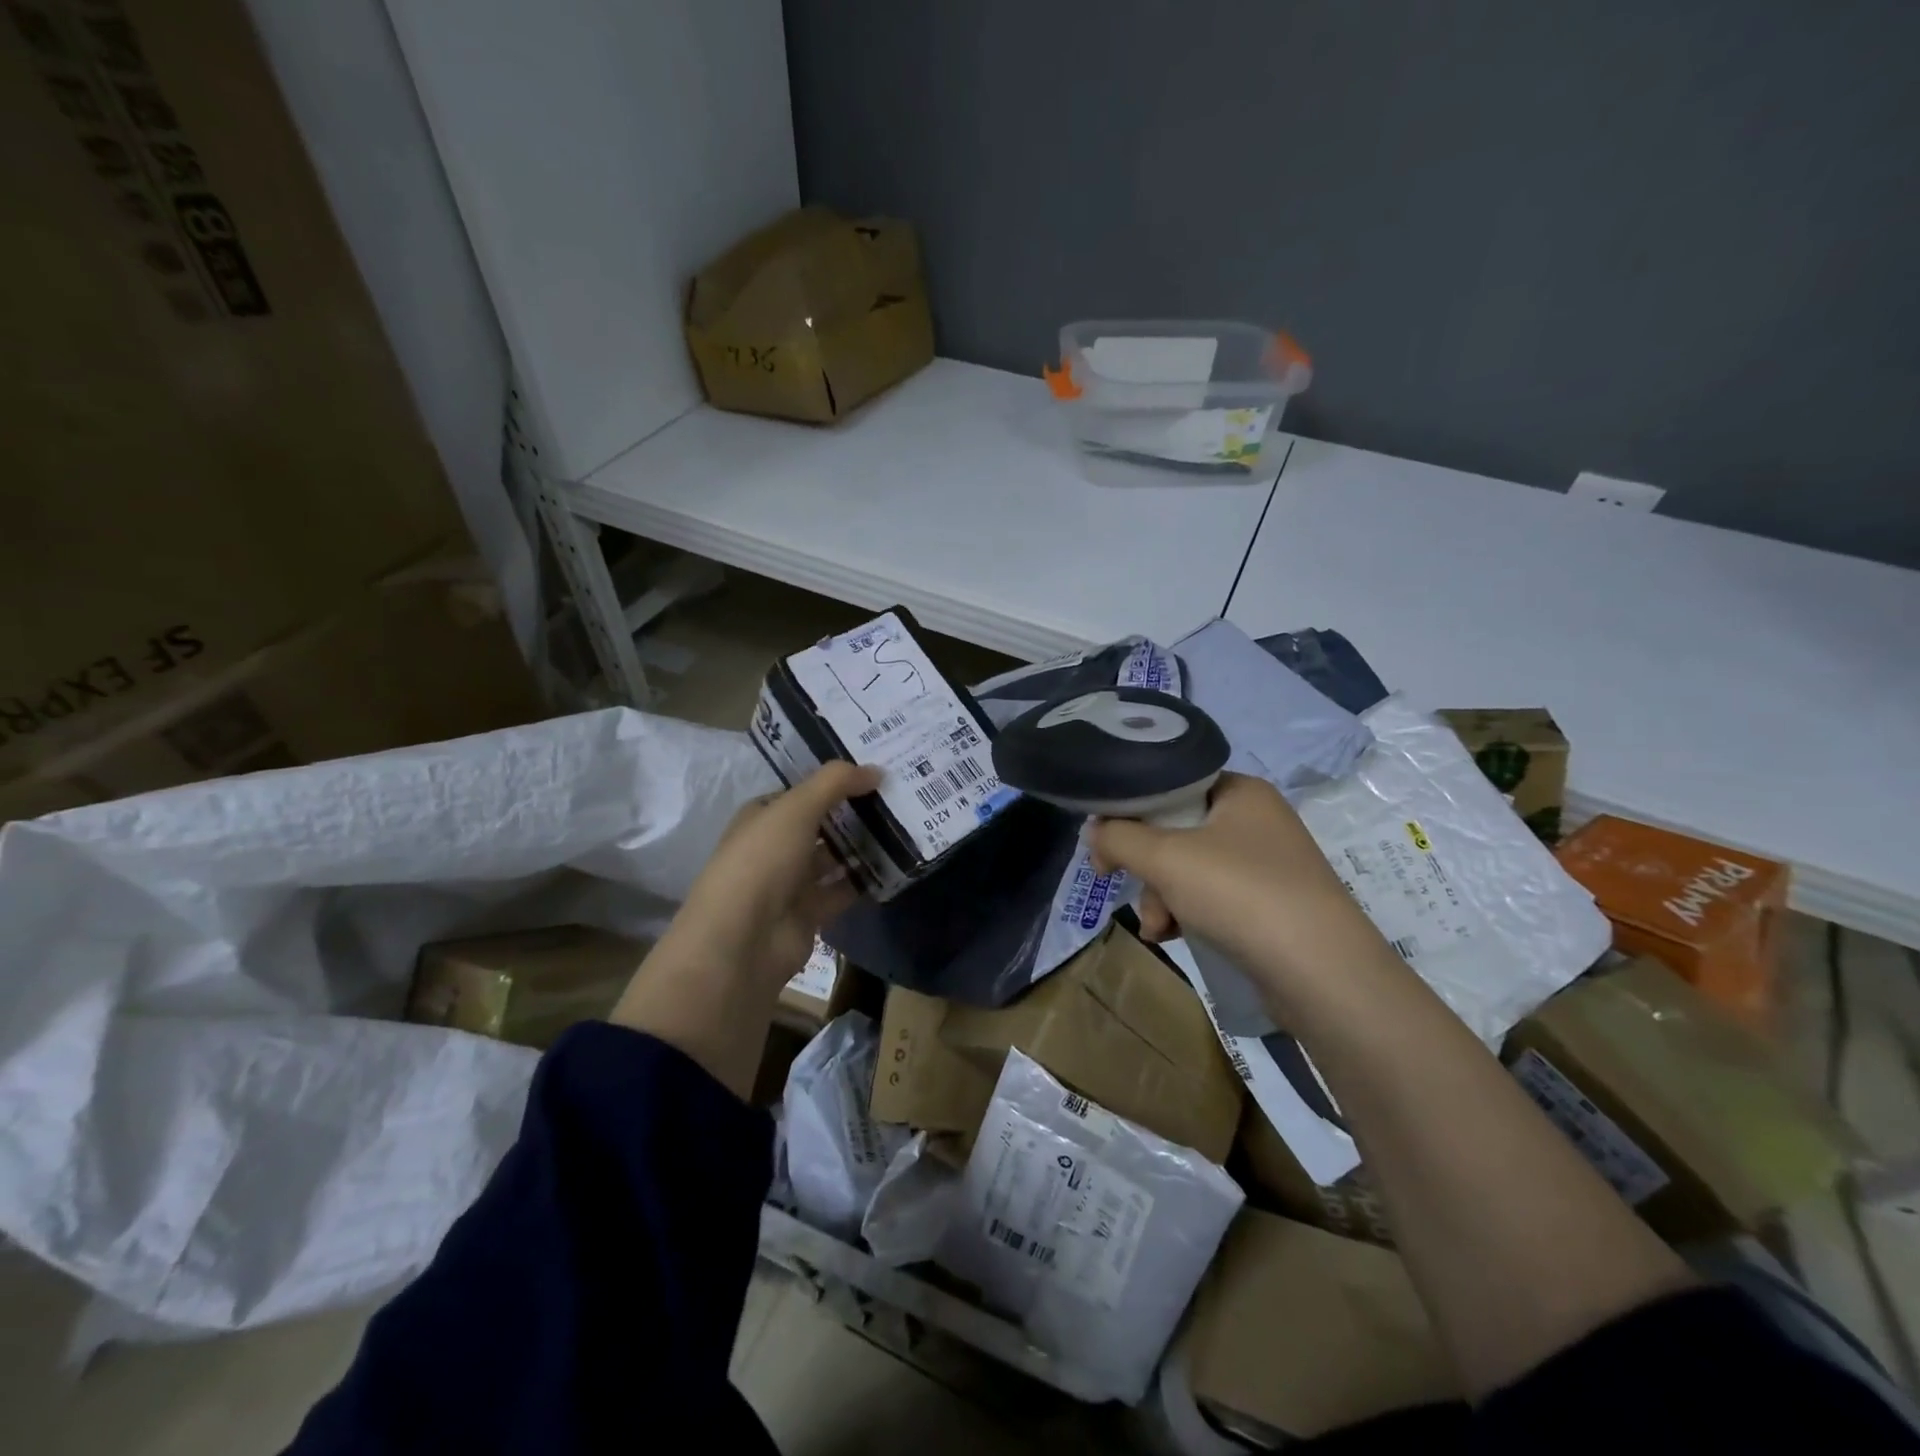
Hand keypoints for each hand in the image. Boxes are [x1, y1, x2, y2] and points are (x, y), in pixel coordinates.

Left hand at [657, 761, 880, 990]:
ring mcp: (790, 883)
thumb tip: (876, 770)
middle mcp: (774, 847)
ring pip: (832, 858)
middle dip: (853, 812)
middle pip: (820, 824)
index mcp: (762, 817)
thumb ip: (835, 783)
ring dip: (862, 847)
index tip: (874, 772)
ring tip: (904, 828)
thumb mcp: (796, 808)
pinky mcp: (808, 914)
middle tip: (898, 797)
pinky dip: (864, 881)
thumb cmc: (762, 861)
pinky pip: (842, 891)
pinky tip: (894, 866)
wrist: (742, 940)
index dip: (834, 782)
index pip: (801, 793)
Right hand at [1089, 772, 1380, 995]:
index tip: (1106, 845)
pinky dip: (1188, 914)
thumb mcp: (1165, 857)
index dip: (1131, 812)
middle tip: (1136, 893)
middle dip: (1148, 870)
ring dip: (1163, 898)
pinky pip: (1213, 898)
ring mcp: (1268, 865)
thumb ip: (1118, 837)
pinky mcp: (1271, 905)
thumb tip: (1095, 834)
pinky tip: (1175, 938)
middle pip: (1176, 831)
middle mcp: (1257, 820)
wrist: (1322, 973)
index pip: (1171, 785)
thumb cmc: (1240, 893)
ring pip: (1190, 870)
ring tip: (1159, 929)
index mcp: (1241, 791)